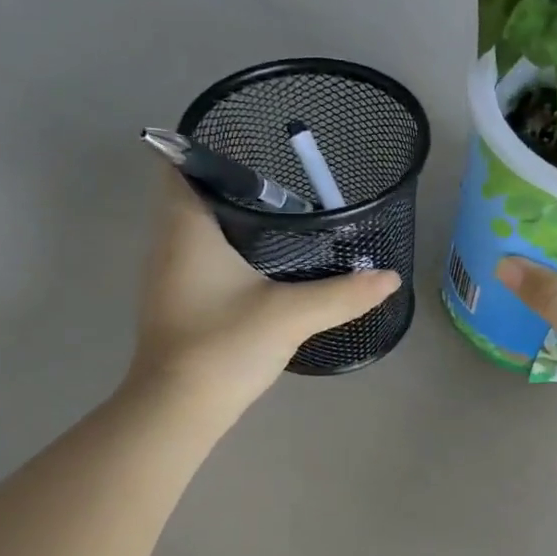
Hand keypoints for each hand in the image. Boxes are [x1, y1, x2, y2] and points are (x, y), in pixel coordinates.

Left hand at [126, 173, 400, 420]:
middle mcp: (166, 243)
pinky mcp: (175, 302)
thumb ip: (343, 294)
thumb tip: (390, 277)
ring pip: (194, 228)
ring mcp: (166, 275)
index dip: (211, 148)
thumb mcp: (291, 315)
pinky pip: (197, 257)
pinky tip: (261, 264)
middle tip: (284, 183)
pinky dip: (225, 249)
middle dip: (232, 184)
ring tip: (280, 217)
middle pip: (191, 194)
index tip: (253, 146)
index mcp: (186, 228)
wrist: (178, 409)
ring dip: (229, 218)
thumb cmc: (224, 346)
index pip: (181, 165)